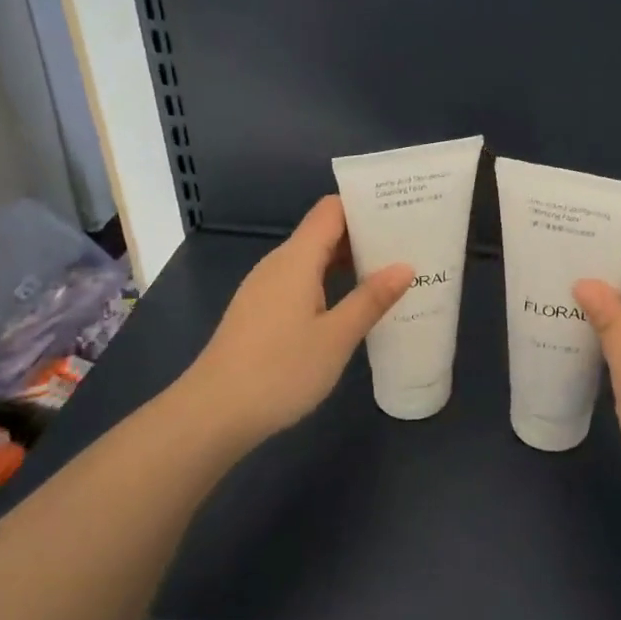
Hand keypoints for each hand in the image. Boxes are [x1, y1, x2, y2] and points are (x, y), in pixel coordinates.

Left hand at [180, 196, 412, 447]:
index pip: (331, 211)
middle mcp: (278, 264)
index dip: (364, 206)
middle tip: (408, 244)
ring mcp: (265, 288)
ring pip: (312, 260)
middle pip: (323, 232)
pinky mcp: (260, 312)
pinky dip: (329, 283)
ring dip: (348, 262)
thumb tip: (404, 266)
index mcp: (297, 259)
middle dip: (364, 235)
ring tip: (389, 273)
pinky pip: (300, 282)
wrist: (212, 414)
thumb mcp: (336, 337)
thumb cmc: (279, 371)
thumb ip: (371, 299)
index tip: (401, 212)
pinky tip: (351, 305)